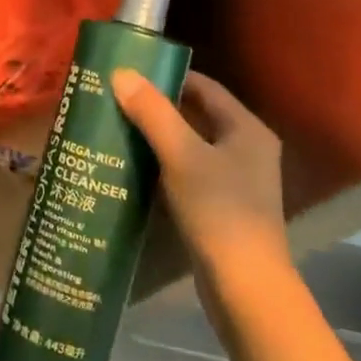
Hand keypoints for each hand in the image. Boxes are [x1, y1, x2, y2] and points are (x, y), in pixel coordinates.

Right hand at [111, 69, 287, 284]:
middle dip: (155, 108)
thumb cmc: (219, 211)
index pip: (203, 87)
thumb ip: (153, 113)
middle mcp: (246, 149)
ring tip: (114, 129)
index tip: (127, 74)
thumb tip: (121, 73)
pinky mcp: (221, 207)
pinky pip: (186, 173)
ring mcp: (235, 180)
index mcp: (246, 129)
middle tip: (113, 100)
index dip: (167, 77)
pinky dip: (161, 166)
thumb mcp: (182, 156)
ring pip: (189, 146)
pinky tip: (131, 168)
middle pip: (195, 115)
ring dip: (155, 138)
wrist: (245, 287)